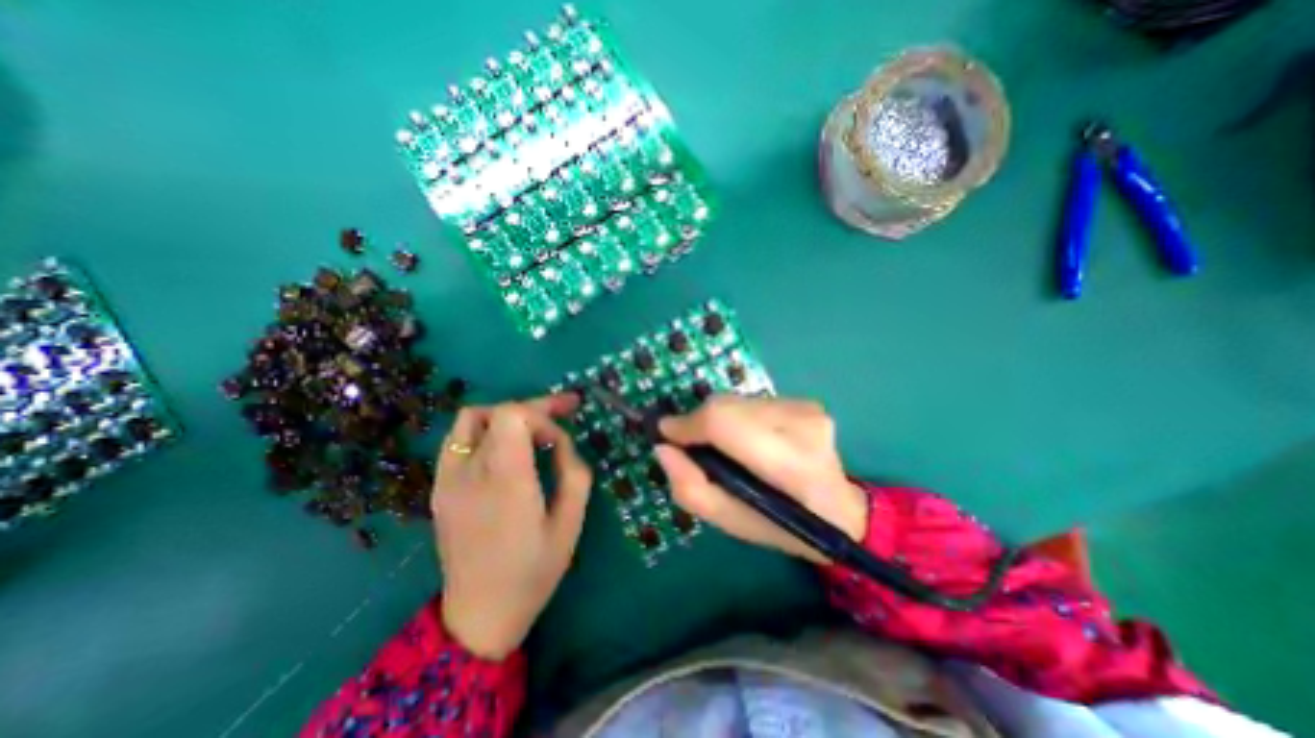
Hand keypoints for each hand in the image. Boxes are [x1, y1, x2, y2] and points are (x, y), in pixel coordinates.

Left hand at [432, 394, 590, 660]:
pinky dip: (486, 430)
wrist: (479, 614)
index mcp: (505, 480)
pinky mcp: (440, 487)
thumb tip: (562, 444)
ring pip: (473, 418)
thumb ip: (574, 472)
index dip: (542, 416)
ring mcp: (447, 478)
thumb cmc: (533, 571)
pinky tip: (505, 446)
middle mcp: (470, 472)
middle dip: (535, 407)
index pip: (512, 415)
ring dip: (507, 415)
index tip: (559, 441)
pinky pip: (459, 439)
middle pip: (497, 412)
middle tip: (565, 408)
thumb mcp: (571, 523)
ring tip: (533, 427)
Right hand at [655, 398, 864, 563]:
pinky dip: (737, 417)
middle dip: (699, 422)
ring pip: (736, 400)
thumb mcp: (730, 523)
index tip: (667, 435)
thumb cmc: (784, 525)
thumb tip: (664, 447)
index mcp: (791, 466)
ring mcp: (807, 408)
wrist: (841, 511)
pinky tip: (748, 439)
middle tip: (692, 446)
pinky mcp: (806, 401)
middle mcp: (802, 425)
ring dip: (719, 420)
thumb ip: (690, 488)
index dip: (689, 424)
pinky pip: (752, 401)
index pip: (725, 422)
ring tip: (724, 447)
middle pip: (727, 405)